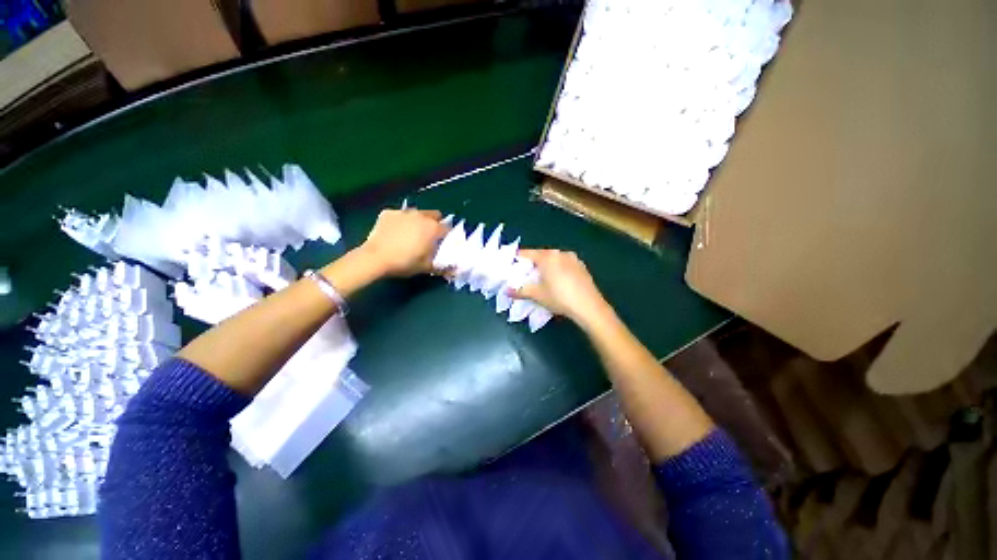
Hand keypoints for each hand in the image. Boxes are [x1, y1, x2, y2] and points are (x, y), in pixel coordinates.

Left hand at [360, 209, 448, 276]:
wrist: (375, 258)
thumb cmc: (404, 263)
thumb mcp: (426, 267)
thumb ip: (443, 267)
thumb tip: (455, 269)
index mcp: (433, 228)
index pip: (448, 228)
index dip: (447, 236)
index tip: (444, 243)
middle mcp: (421, 215)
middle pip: (435, 215)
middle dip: (435, 223)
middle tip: (429, 237)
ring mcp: (403, 212)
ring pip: (417, 213)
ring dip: (418, 221)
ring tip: (411, 234)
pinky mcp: (388, 213)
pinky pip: (399, 215)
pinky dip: (401, 222)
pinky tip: (395, 232)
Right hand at [509, 249, 612, 326]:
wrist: (589, 307)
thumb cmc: (560, 298)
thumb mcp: (538, 295)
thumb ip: (520, 291)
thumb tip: (506, 291)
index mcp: (547, 257)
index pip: (527, 253)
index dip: (518, 259)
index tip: (511, 265)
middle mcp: (560, 253)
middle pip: (541, 255)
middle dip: (532, 264)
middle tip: (526, 276)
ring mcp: (573, 258)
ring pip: (554, 260)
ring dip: (546, 266)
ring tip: (542, 280)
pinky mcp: (582, 266)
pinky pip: (565, 264)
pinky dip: (558, 269)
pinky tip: (559, 282)